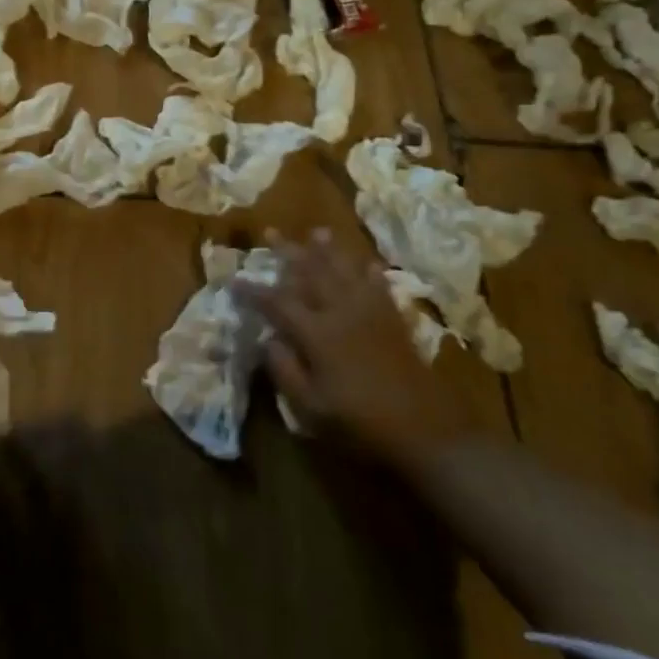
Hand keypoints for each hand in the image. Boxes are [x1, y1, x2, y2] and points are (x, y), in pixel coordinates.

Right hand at [236, 231, 470, 468]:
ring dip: (328, 250)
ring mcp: (370, 312)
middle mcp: (341, 312)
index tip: (234, 280)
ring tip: (317, 231)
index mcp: (317, 333)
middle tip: (270, 231)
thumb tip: (269, 340)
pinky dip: (369, 271)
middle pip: (311, 273)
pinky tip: (366, 263)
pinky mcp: (393, 319)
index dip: (254, 291)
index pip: (277, 303)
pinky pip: (378, 285)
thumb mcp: (310, 406)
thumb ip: (285, 370)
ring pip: (344, 271)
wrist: (424, 428)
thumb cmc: (359, 421)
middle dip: (288, 251)